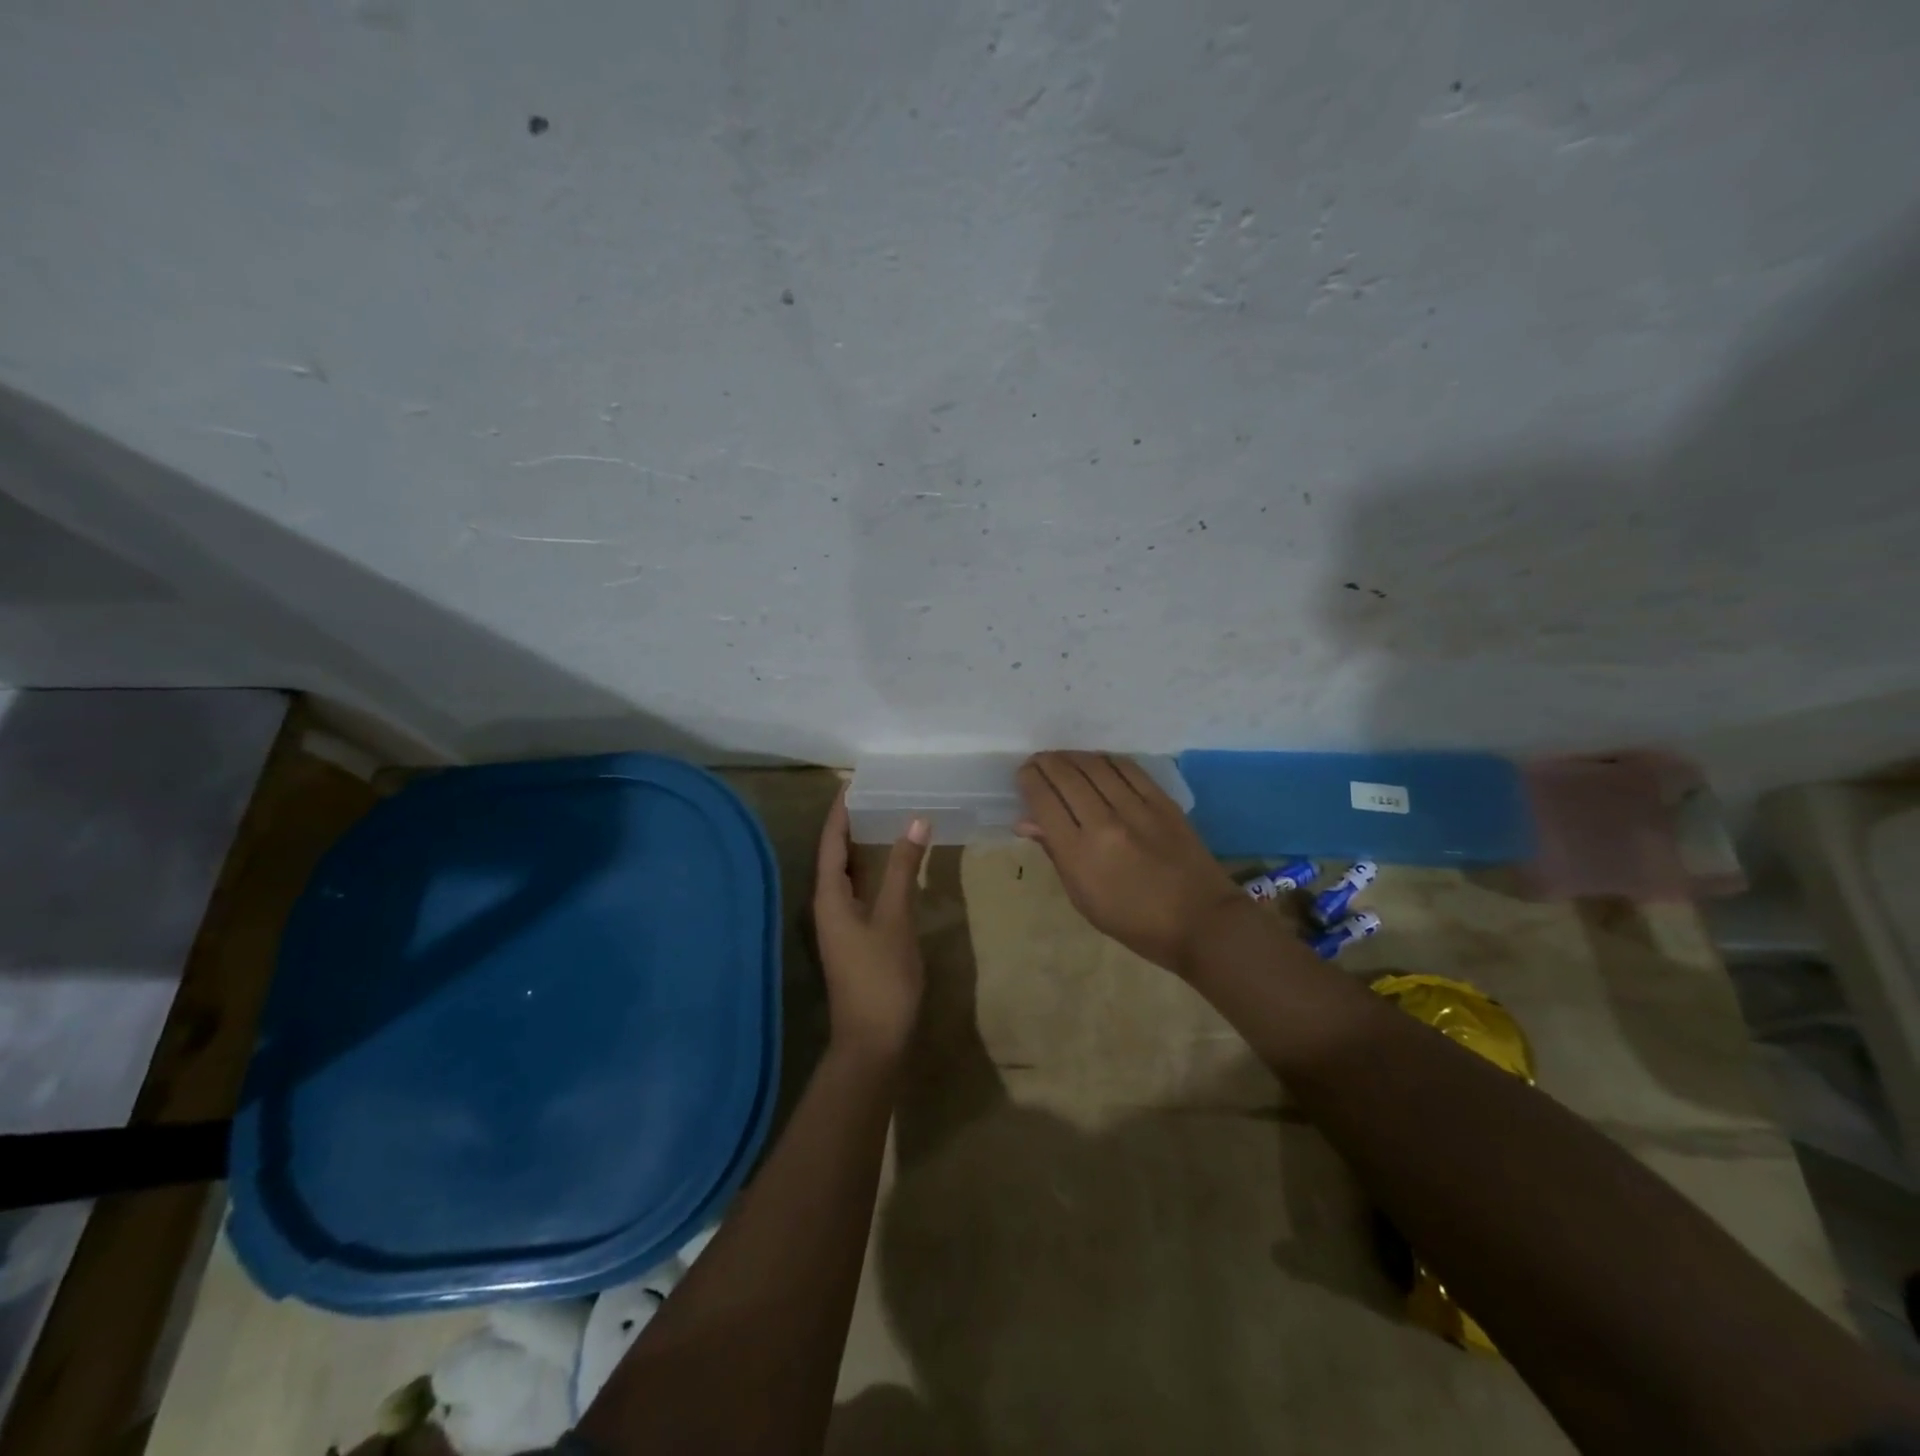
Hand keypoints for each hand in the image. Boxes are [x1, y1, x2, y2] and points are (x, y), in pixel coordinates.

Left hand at [812, 788, 929, 1064]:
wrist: (873, 1041)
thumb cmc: (881, 977)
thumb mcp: (895, 919)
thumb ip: (904, 870)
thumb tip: (915, 821)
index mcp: (830, 897)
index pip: (832, 842)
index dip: (841, 811)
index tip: (854, 781)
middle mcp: (828, 905)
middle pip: (836, 855)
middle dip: (852, 824)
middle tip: (876, 793)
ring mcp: (841, 923)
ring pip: (849, 874)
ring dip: (863, 846)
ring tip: (885, 817)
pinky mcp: (855, 937)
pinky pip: (860, 891)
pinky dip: (873, 871)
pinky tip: (893, 865)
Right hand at [1017, 751, 1243, 973]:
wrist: (1200, 921)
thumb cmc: (1133, 921)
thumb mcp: (1083, 897)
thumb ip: (1055, 852)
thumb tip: (1026, 821)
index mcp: (1079, 854)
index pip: (1043, 801)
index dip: (1028, 781)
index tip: (1023, 776)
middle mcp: (1104, 823)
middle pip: (1066, 776)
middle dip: (1044, 763)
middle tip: (1037, 763)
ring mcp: (1136, 808)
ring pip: (1094, 766)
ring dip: (1072, 757)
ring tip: (1062, 759)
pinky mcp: (1162, 801)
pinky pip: (1127, 768)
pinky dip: (1105, 760)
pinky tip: (1096, 762)